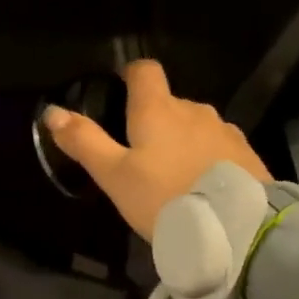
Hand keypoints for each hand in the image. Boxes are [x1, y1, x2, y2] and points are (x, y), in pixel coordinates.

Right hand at [43, 59, 269, 238]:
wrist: (236, 227)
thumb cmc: (164, 197)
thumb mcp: (114, 176)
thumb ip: (84, 142)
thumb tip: (52, 112)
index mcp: (158, 109)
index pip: (144, 71)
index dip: (129, 77)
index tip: (119, 94)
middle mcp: (194, 109)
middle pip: (168, 102)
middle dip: (153, 120)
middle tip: (138, 156)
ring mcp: (224, 130)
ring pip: (194, 126)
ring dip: (181, 141)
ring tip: (170, 176)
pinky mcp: (246, 154)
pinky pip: (217, 146)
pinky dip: (204, 158)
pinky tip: (199, 186)